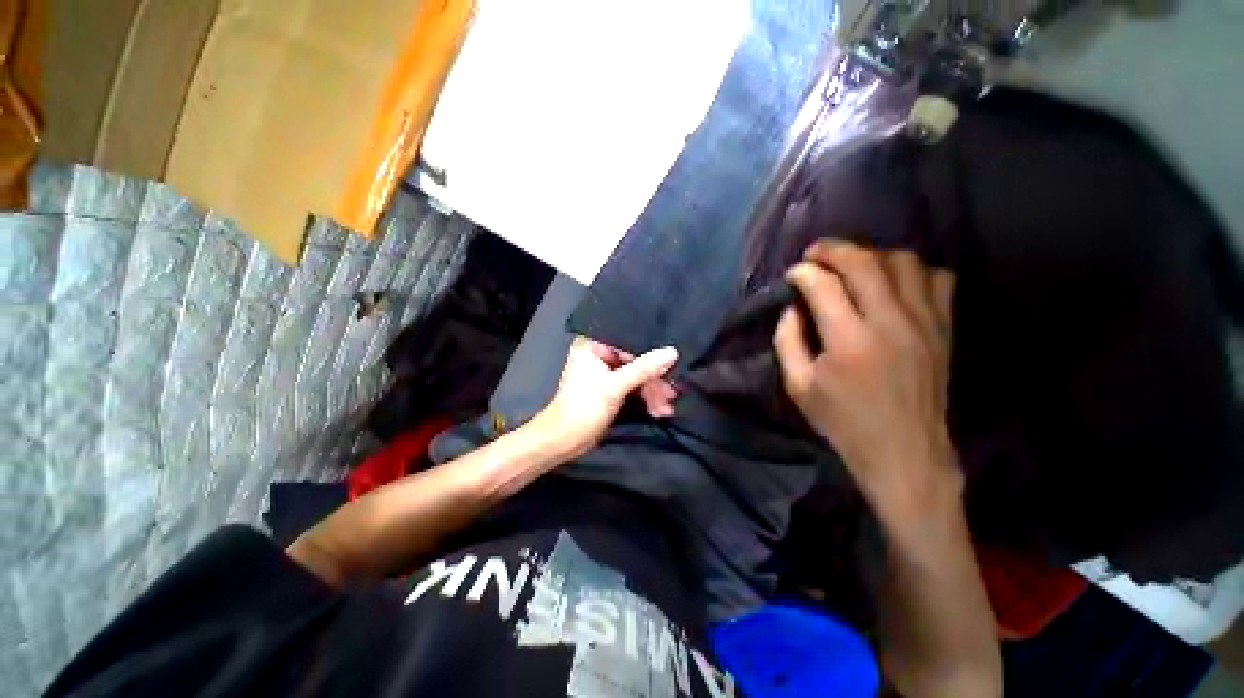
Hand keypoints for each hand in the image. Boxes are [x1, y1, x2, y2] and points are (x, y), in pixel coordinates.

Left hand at [528, 338, 678, 459]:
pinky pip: (633, 387)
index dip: (651, 357)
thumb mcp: (614, 387)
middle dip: (653, 381)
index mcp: (593, 346)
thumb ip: (643, 369)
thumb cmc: (583, 408)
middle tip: (671, 395)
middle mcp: (599, 355)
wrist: (564, 441)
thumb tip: (672, 352)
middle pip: (635, 361)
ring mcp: (605, 373)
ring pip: (636, 376)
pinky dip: (645, 398)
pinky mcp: (610, 389)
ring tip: (666, 409)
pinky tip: (658, 410)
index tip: (671, 369)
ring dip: (652, 393)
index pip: (629, 344)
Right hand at [774, 240, 959, 531]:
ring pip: (904, 262)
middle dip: (833, 250)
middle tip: (815, 254)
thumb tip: (793, 308)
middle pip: (864, 262)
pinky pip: (937, 279)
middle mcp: (890, 322)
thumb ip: (787, 340)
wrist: (904, 451)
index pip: (822, 285)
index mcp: (848, 340)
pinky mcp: (944, 328)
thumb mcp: (798, 386)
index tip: (792, 275)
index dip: (802, 272)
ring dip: (872, 256)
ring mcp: (925, 322)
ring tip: (853, 266)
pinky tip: (894, 283)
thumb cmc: (843, 421)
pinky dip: (913, 272)